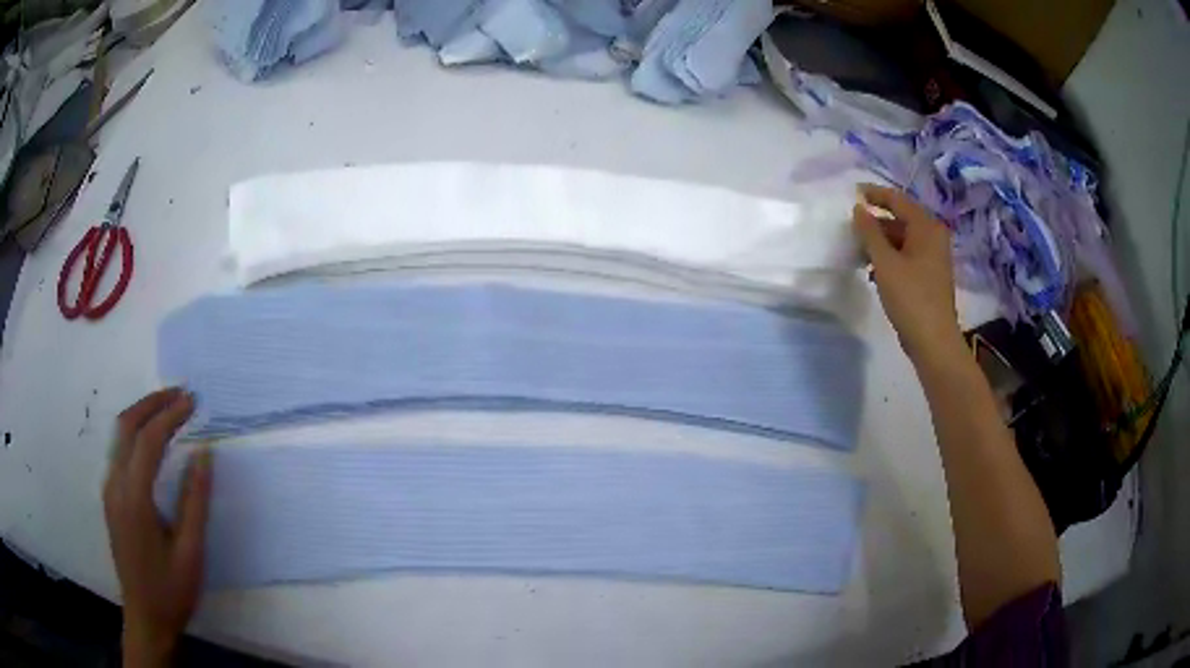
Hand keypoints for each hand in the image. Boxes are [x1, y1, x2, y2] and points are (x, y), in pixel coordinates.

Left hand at [103, 388, 210, 667]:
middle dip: (152, 403)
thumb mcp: (191, 552)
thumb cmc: (171, 590)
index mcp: (134, 499)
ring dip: (143, 414)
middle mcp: (115, 485)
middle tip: (180, 394)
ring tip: (169, 409)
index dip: (170, 416)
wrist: (146, 618)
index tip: (193, 402)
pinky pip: (119, 452)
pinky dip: (136, 434)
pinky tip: (152, 441)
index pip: (148, 440)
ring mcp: (109, 491)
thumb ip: (195, 501)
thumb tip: (204, 454)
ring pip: (120, 435)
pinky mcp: (110, 498)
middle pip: (126, 426)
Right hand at [853, 184, 962, 364]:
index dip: (874, 194)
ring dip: (880, 242)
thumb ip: (870, 232)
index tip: (852, 193)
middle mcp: (933, 236)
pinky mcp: (928, 275)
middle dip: (875, 222)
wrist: (933, 341)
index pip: (897, 200)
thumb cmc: (911, 297)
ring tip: (856, 250)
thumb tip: (858, 208)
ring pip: (901, 239)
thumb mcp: (885, 262)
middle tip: (850, 227)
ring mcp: (932, 257)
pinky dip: (889, 257)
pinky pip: (905, 255)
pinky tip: (871, 270)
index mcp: (926, 227)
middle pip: (900, 219)